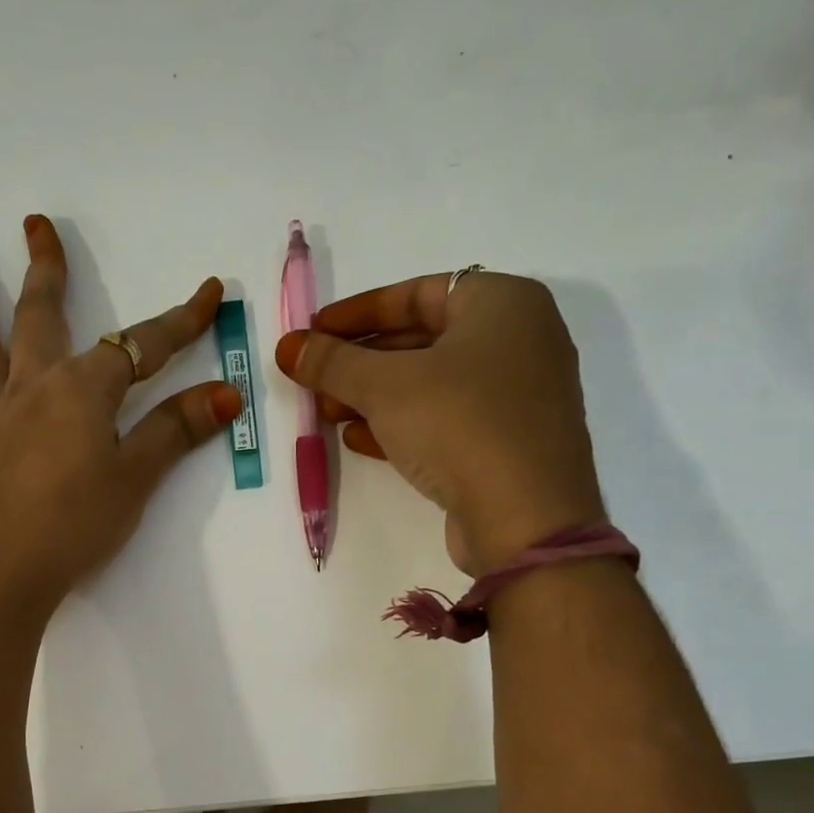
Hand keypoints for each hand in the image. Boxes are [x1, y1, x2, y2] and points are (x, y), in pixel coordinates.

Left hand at [0, 215, 241, 620]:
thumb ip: (175, 431)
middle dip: (46, 271)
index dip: (181, 321)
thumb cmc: (75, 524)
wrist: (0, 574)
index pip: (142, 345)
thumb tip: (224, 393)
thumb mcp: (135, 478)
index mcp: (82, 390)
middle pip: (41, 317)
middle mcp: (32, 388)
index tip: (211, 291)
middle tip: (34, 224)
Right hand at [274, 272, 604, 575]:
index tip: (315, 332)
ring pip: (432, 384)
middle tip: (315, 378)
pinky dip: (403, 425)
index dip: (359, 311)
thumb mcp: (384, 386)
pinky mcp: (508, 444)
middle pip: (423, 339)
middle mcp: (520, 341)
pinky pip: (447, 420)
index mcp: (503, 304)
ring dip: (374, 397)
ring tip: (327, 413)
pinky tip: (359, 441)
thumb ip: (332, 362)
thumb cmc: (459, 424)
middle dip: (361, 361)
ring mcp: (518, 397)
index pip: (418, 292)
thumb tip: (288, 346)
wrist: (525, 519)